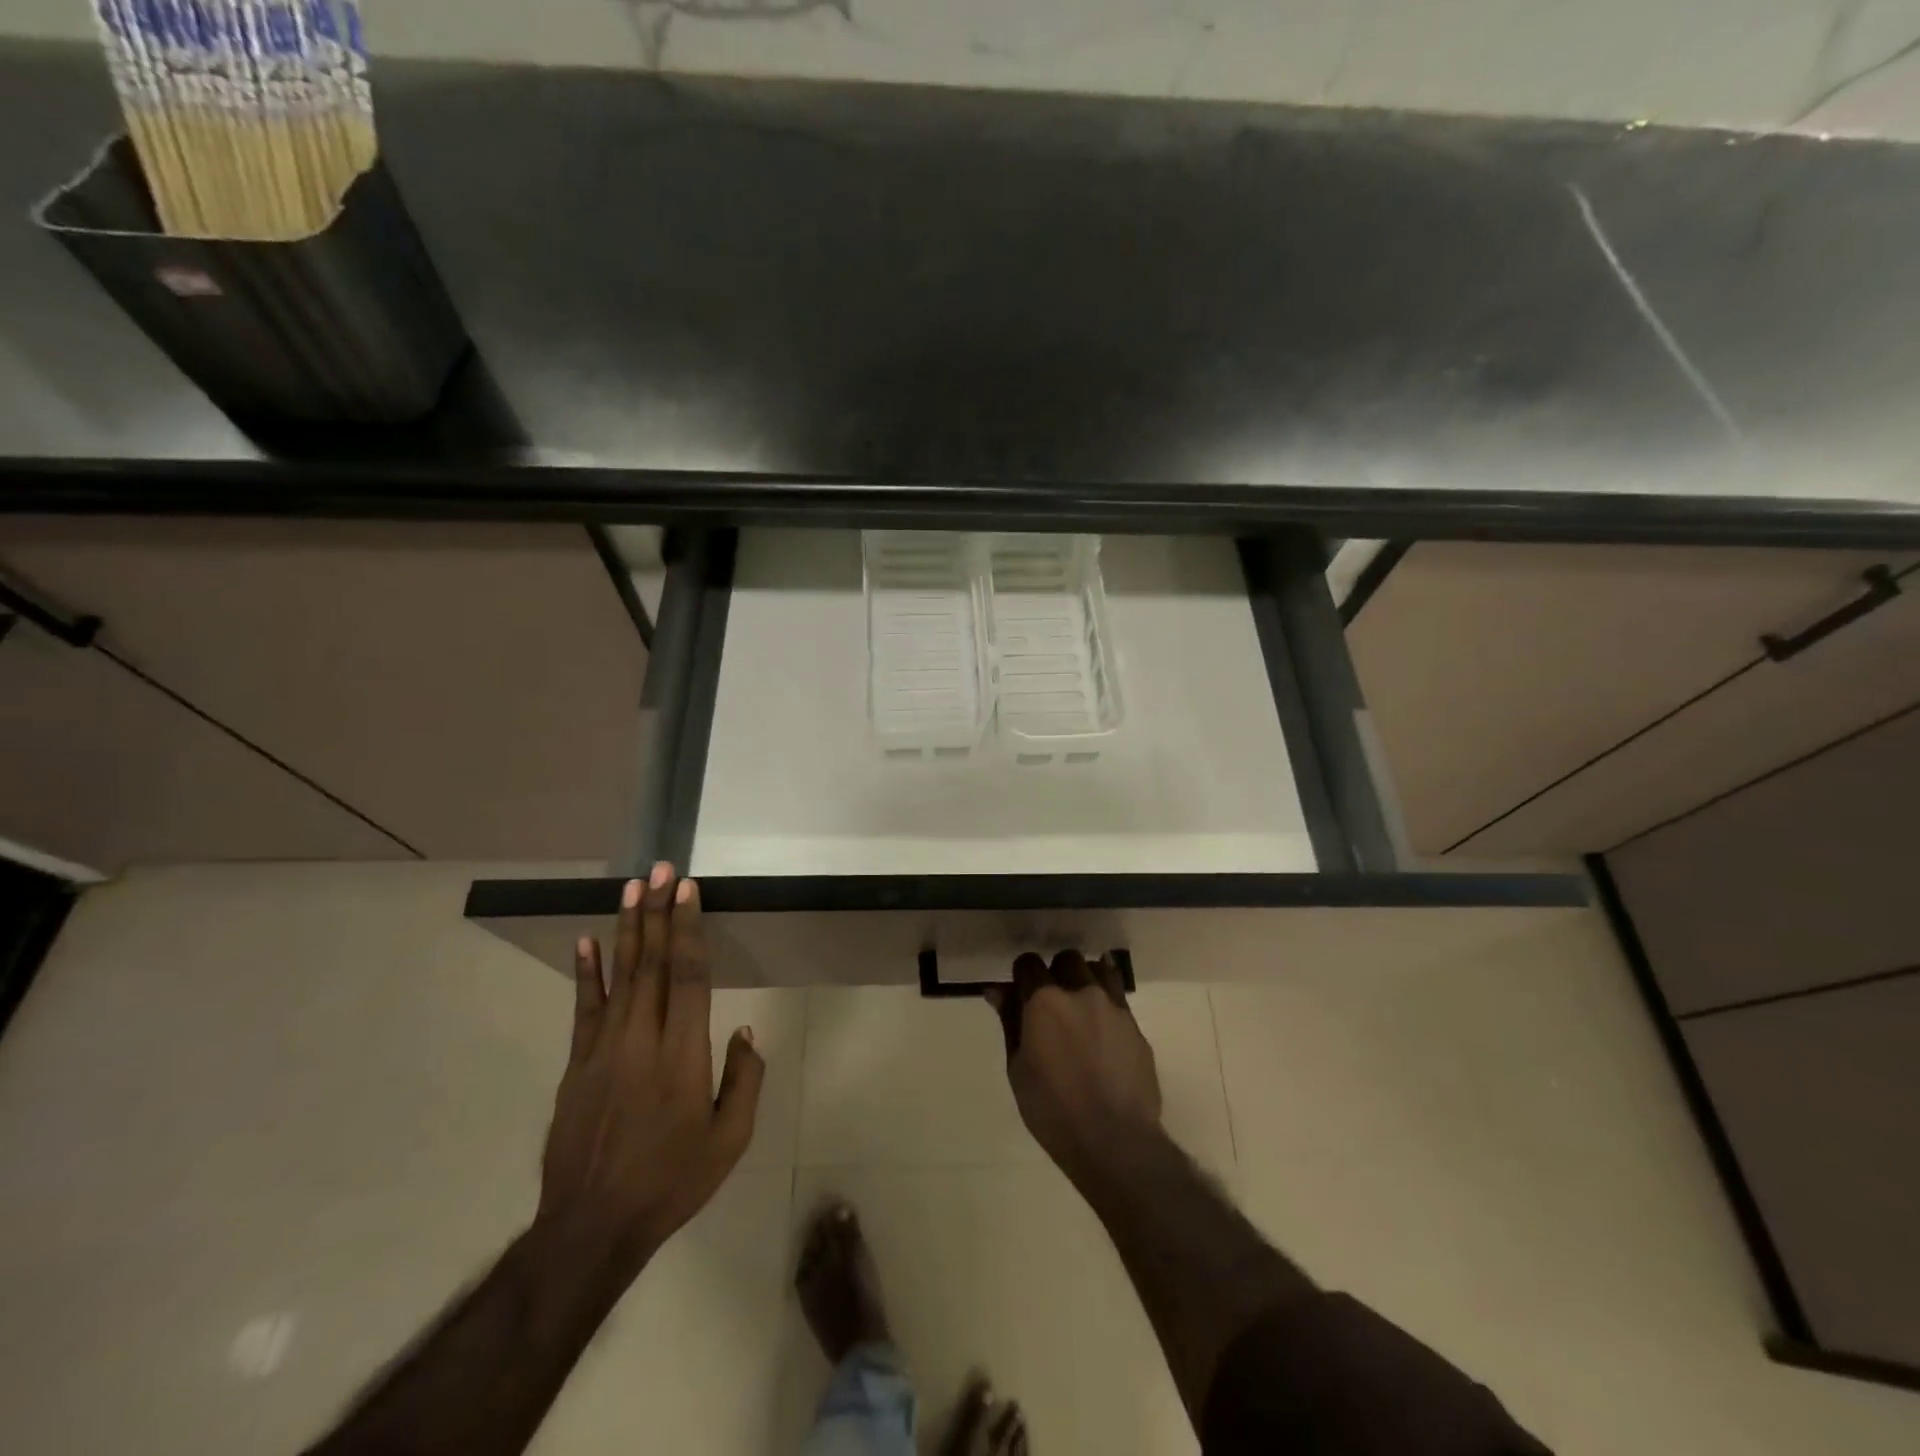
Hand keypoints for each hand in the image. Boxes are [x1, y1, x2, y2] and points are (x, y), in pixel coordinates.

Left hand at [535, 863, 762, 1280]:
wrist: (592, 1227)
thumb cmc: (672, 1181)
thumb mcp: (730, 1140)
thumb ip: (745, 1080)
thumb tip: (745, 1032)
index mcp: (683, 1054)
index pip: (687, 975)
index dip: (687, 928)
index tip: (689, 890)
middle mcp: (642, 1039)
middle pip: (651, 963)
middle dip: (658, 911)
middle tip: (662, 869)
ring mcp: (603, 1050)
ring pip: (619, 976)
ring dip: (627, 928)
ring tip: (632, 887)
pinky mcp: (577, 1066)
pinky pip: (584, 1009)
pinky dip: (586, 973)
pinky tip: (586, 942)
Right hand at [987, 950, 1161, 1186]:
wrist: (1115, 1140)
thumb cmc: (1053, 1110)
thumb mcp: (1018, 1069)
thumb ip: (1010, 1023)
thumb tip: (997, 992)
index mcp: (1045, 1001)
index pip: (1028, 963)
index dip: (1022, 975)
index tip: (1020, 994)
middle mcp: (1081, 992)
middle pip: (1067, 960)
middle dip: (1056, 972)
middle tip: (1051, 1002)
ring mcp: (1113, 1007)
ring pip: (1098, 970)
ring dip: (1085, 980)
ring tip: (1080, 1008)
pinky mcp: (1135, 1026)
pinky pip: (1118, 999)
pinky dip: (1106, 1004)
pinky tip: (1102, 1031)